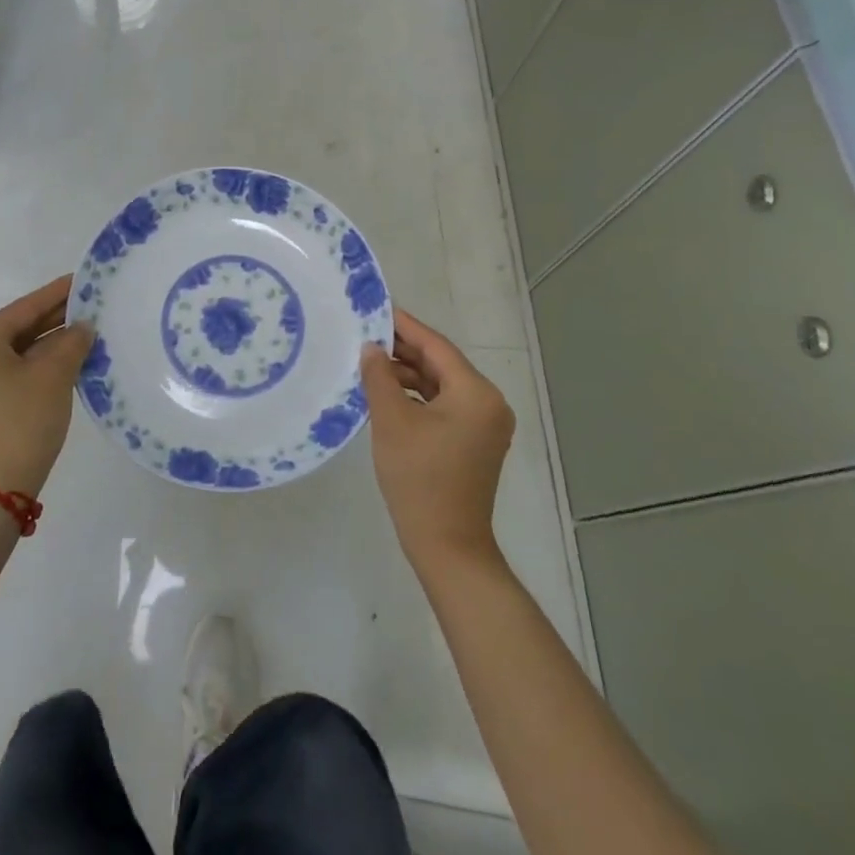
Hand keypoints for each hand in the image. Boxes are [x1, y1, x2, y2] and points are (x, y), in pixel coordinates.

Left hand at [0, 275, 94, 498]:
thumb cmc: (21, 423)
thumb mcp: (53, 376)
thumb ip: (72, 342)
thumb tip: (83, 327)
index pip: (24, 308)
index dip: (57, 293)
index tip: (84, 279)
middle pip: (19, 328)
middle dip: (56, 320)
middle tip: (92, 306)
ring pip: (18, 352)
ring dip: (51, 344)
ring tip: (88, 331)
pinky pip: (13, 372)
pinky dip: (39, 365)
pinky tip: (70, 360)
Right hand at [362, 308, 513, 574]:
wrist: (447, 545)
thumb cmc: (419, 479)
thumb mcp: (392, 421)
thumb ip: (379, 377)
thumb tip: (371, 348)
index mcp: (476, 393)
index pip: (436, 347)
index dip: (405, 326)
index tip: (377, 308)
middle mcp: (489, 402)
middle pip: (441, 364)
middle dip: (404, 350)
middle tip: (366, 334)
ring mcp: (484, 424)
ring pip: (441, 386)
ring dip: (408, 375)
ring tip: (370, 364)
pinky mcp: (475, 442)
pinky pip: (444, 406)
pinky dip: (418, 397)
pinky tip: (387, 393)